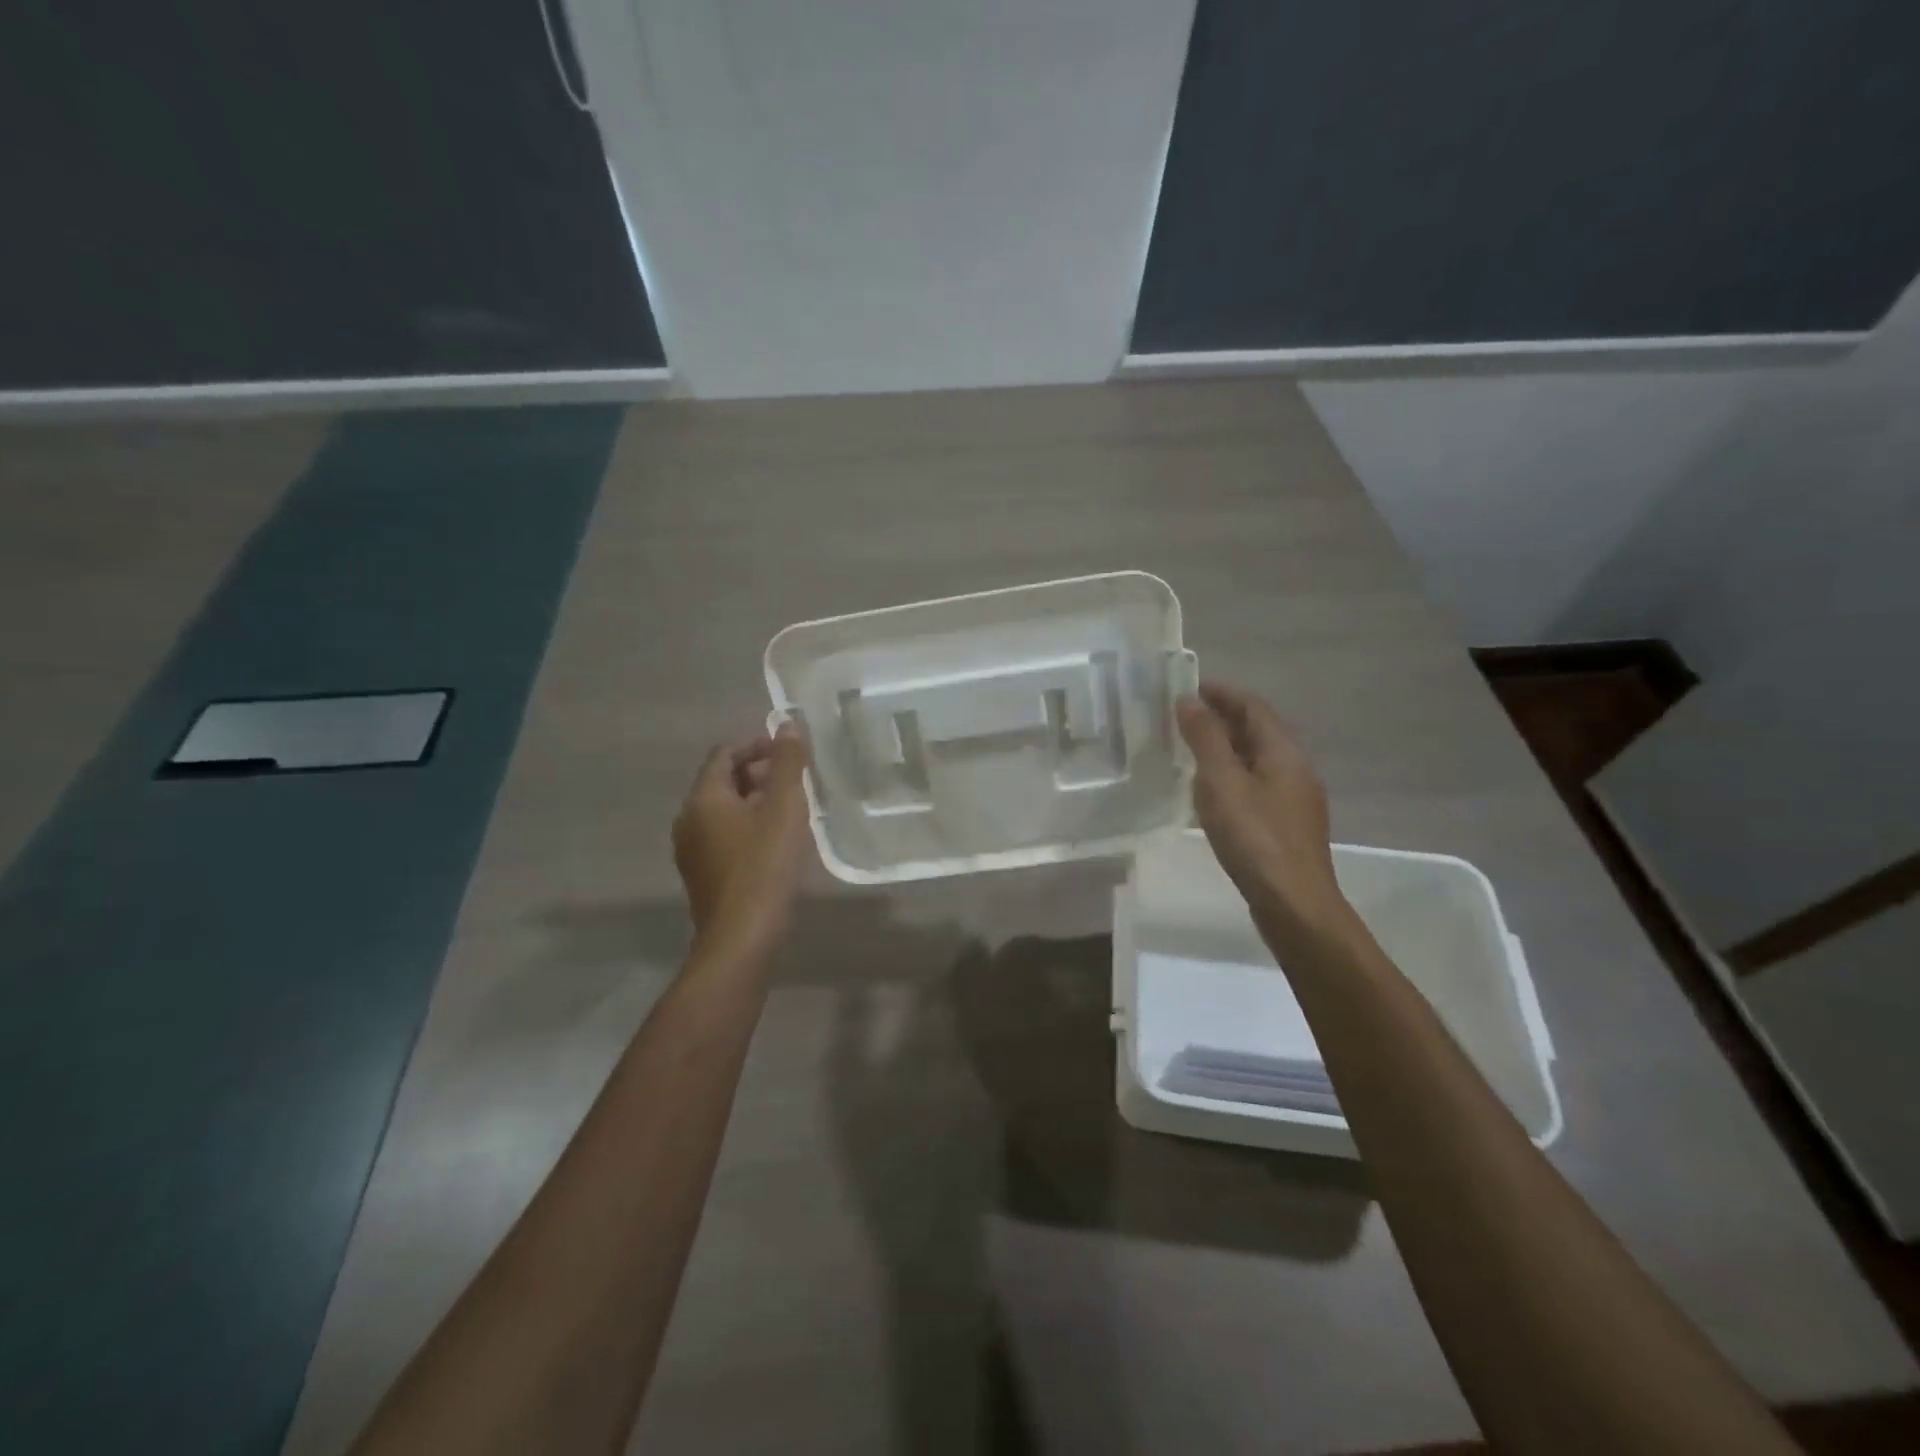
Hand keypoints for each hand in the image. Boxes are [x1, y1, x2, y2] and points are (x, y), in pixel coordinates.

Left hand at [672, 723, 812, 951]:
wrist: (743, 936)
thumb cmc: (765, 865)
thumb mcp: (785, 807)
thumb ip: (788, 763)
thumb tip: (788, 725)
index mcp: (703, 798)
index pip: (725, 754)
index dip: (757, 745)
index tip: (788, 750)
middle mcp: (688, 819)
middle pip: (722, 781)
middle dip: (758, 773)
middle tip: (796, 779)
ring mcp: (691, 850)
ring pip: (724, 811)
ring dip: (755, 801)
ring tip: (792, 808)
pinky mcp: (702, 874)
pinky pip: (723, 835)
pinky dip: (748, 826)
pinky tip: (776, 841)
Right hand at [1176, 682, 1351, 944]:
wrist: (1294, 903)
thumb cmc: (1255, 837)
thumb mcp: (1222, 782)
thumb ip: (1205, 738)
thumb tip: (1189, 700)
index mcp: (1283, 751)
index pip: (1253, 706)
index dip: (1222, 692)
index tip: (1188, 688)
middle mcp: (1295, 768)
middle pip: (1259, 730)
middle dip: (1223, 717)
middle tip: (1183, 717)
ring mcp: (1295, 799)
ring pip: (1258, 758)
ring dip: (1227, 746)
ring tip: (1191, 750)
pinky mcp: (1287, 825)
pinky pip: (1257, 784)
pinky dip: (1232, 774)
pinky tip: (1212, 791)